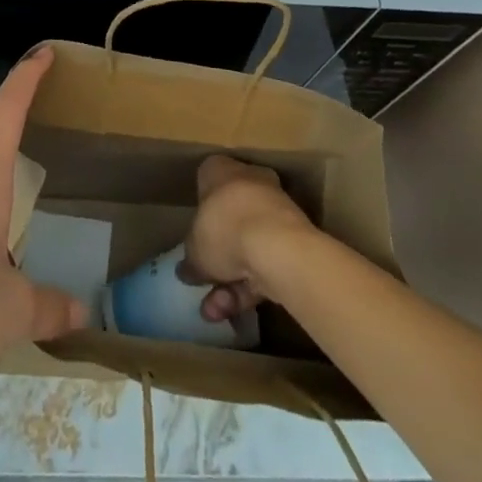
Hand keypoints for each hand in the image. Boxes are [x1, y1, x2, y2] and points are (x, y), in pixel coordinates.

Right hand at [180, 154, 317, 322]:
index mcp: (221, 170)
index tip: (195, 235)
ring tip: (215, 311)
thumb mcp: (194, 249)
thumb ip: (191, 259)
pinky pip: (265, 261)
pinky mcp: (294, 240)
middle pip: (230, 218)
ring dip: (230, 281)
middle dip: (217, 257)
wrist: (277, 247)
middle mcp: (249, 182)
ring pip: (248, 245)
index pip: (207, 180)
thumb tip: (187, 270)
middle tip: (204, 282)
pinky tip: (233, 311)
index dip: (200, 209)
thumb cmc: (224, 229)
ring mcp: (274, 210)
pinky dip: (250, 287)